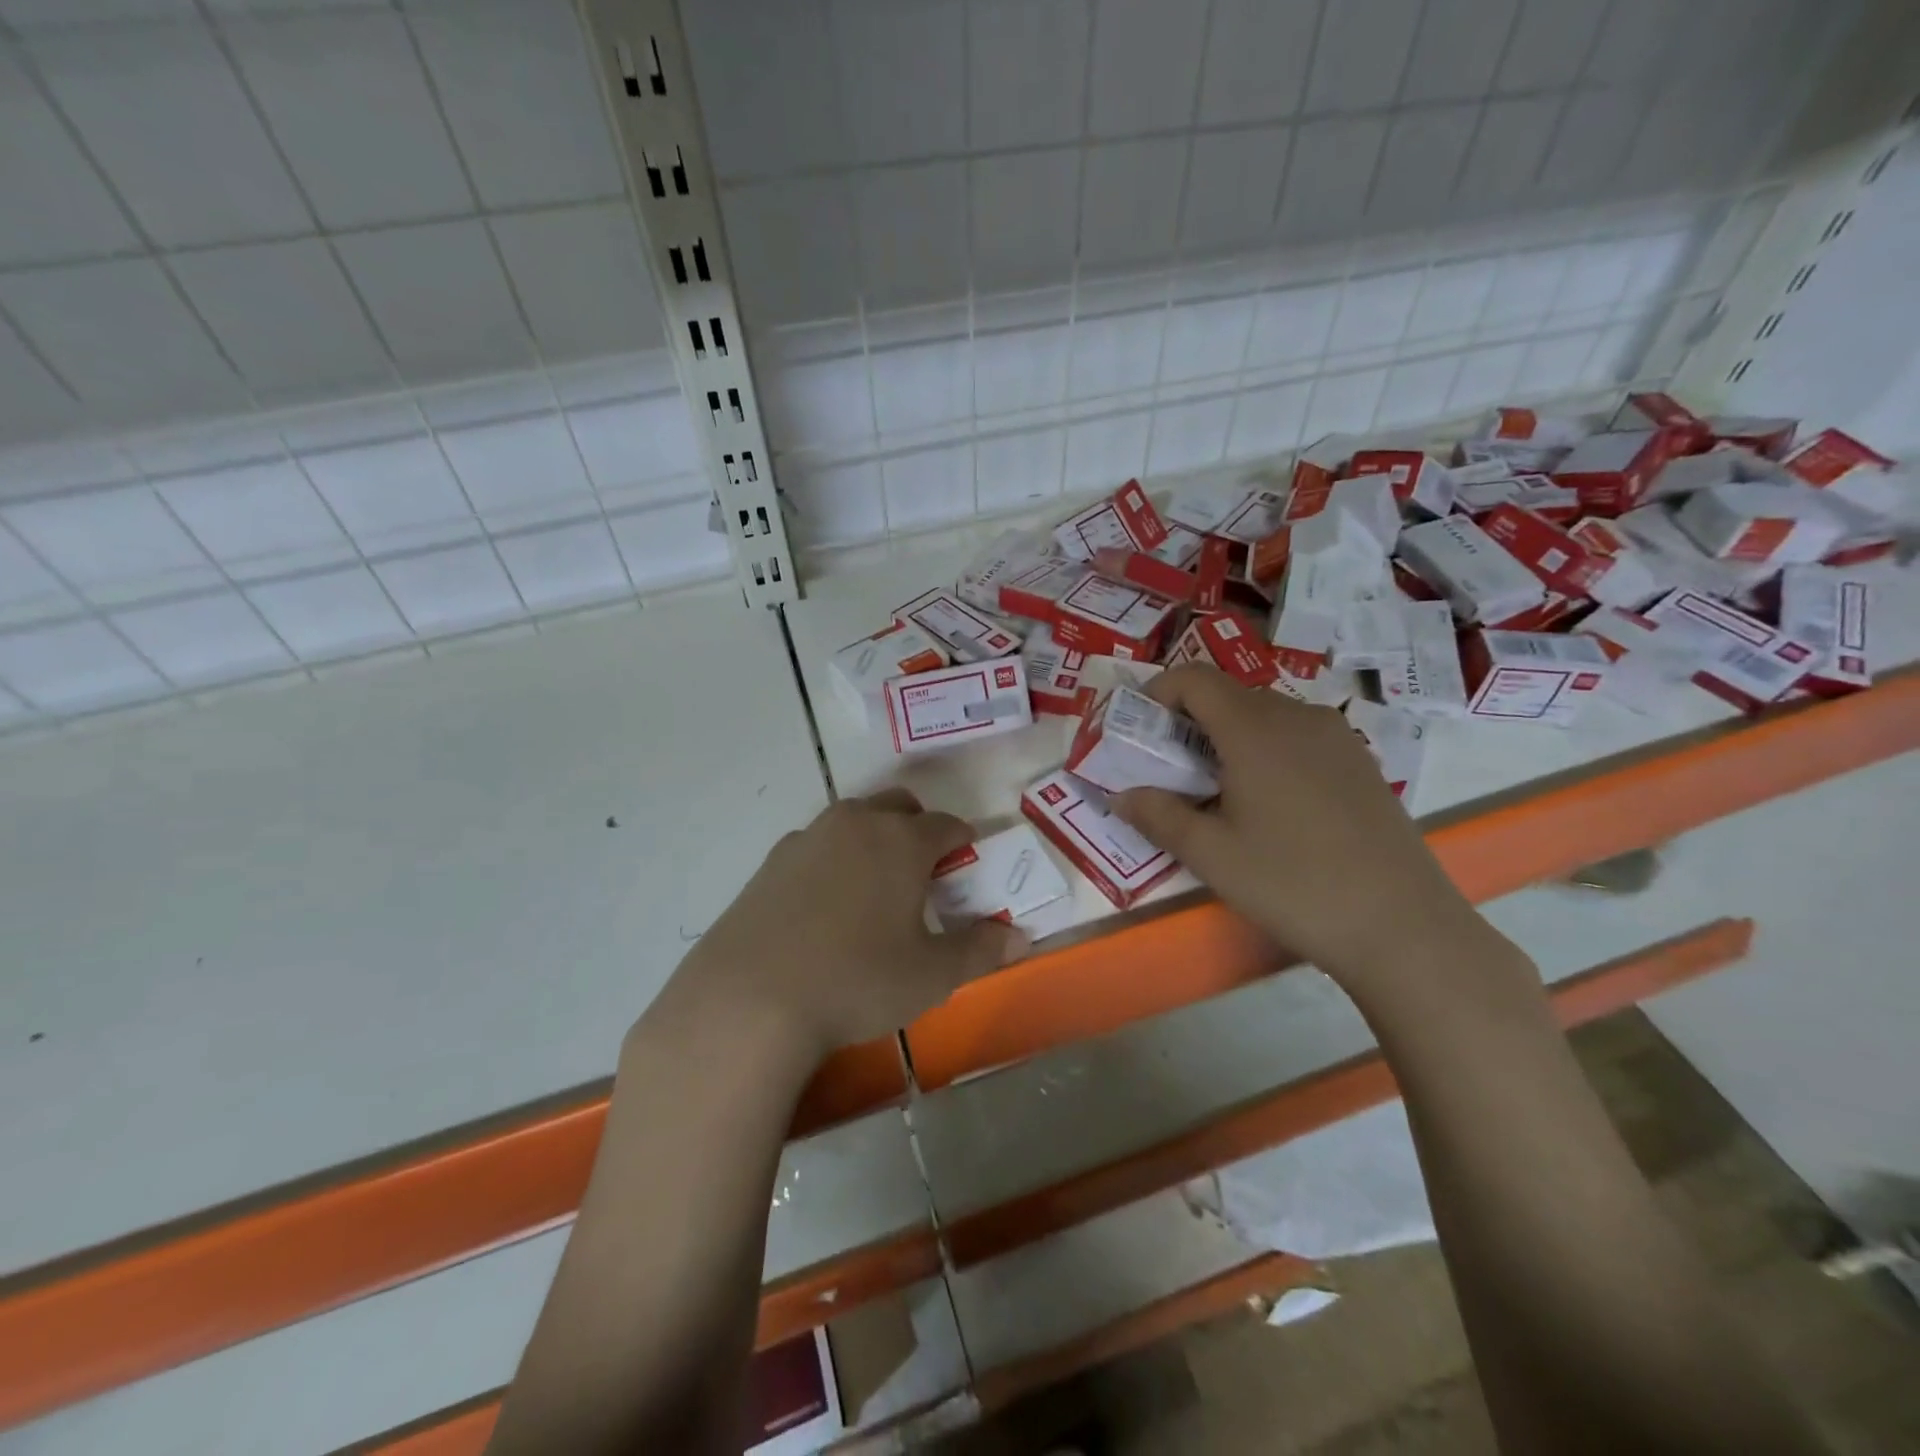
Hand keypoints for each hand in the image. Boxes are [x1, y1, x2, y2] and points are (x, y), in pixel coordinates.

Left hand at [659, 790, 1026, 1063]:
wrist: (749, 998)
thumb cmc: (857, 981)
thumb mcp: (931, 975)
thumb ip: (980, 950)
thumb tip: (1019, 937)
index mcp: (902, 840)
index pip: (947, 825)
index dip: (964, 841)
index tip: (968, 861)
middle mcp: (857, 823)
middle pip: (899, 806)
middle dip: (919, 827)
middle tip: (924, 870)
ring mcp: (808, 837)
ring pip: (854, 820)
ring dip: (874, 838)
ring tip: (874, 887)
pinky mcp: (772, 861)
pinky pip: (817, 845)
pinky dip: (834, 859)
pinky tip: (825, 905)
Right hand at [1110, 666, 1485, 992]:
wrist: (1402, 924)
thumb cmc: (1292, 883)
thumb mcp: (1210, 854)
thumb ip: (1157, 815)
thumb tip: (1120, 795)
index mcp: (1254, 728)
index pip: (1194, 678)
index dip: (1158, 693)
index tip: (1140, 731)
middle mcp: (1297, 716)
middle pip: (1228, 695)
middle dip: (1188, 722)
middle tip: (1170, 772)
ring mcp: (1336, 736)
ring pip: (1265, 716)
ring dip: (1228, 738)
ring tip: (1217, 792)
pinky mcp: (1360, 761)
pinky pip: (1298, 736)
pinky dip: (1266, 751)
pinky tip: (1269, 805)